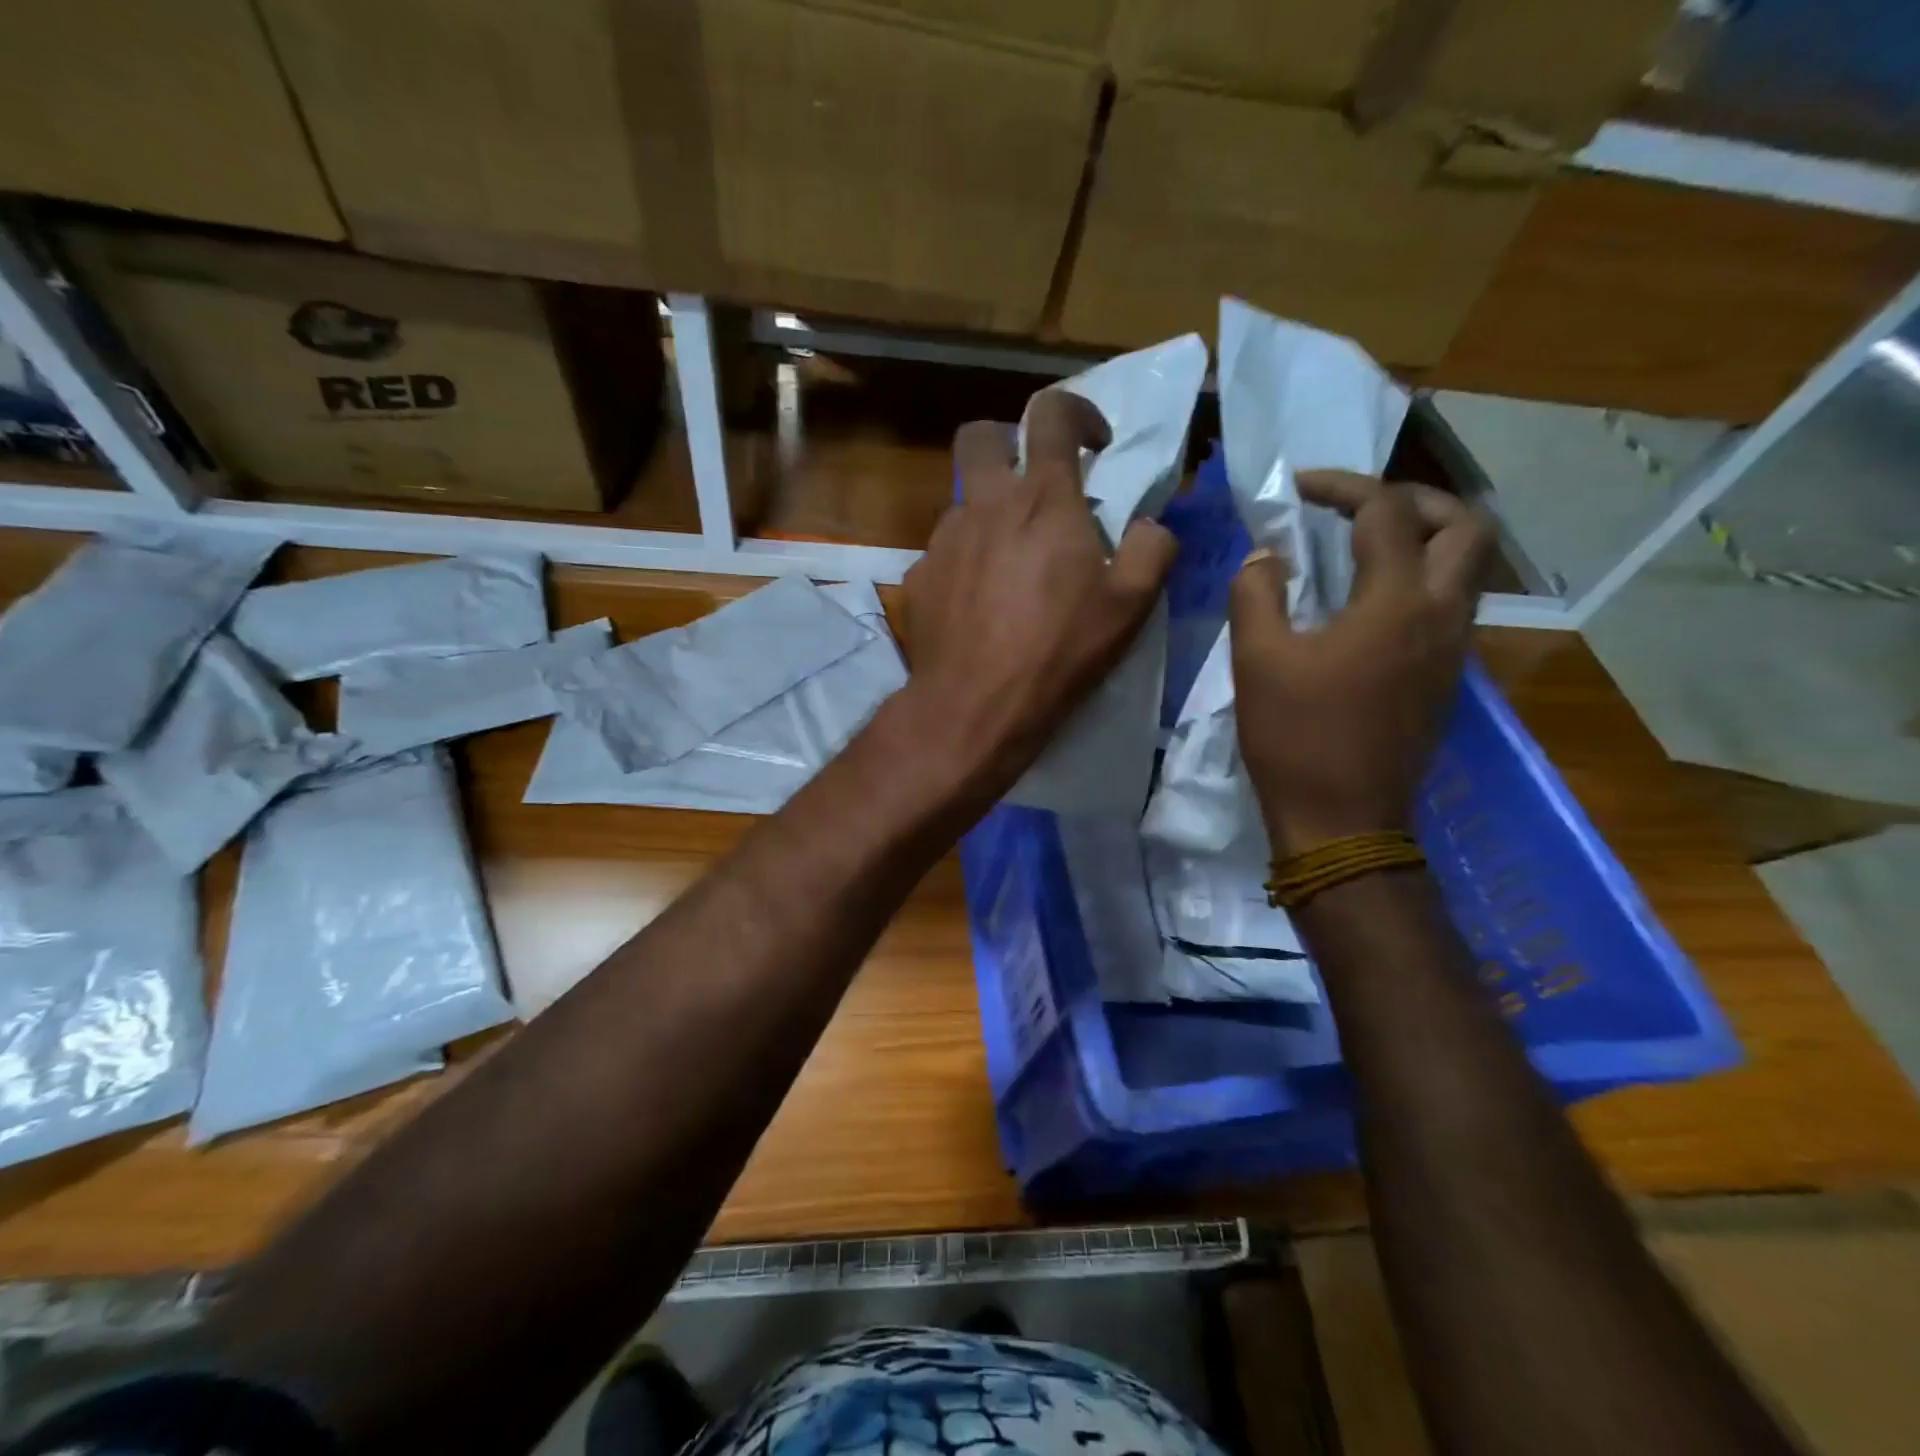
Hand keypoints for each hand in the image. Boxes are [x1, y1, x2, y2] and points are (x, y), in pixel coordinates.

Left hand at [901, 390, 1176, 796]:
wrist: (975, 706)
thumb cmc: (1059, 651)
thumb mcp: (1130, 605)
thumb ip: (1152, 549)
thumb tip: (1149, 527)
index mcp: (1041, 499)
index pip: (1051, 414)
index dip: (1076, 412)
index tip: (1093, 443)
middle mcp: (984, 505)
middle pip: (979, 436)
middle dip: (1006, 442)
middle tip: (1033, 484)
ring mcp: (944, 539)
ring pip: (963, 503)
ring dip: (990, 516)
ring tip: (1012, 568)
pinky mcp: (919, 576)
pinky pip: (946, 552)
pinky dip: (967, 562)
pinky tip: (980, 605)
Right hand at [1230, 470, 1493, 854]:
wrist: (1343, 820)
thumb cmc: (1296, 738)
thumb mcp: (1257, 660)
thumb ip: (1257, 594)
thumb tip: (1267, 557)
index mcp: (1396, 603)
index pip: (1386, 512)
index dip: (1342, 486)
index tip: (1299, 488)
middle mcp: (1441, 615)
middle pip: (1464, 526)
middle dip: (1414, 501)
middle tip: (1357, 509)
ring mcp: (1452, 649)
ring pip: (1467, 566)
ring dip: (1424, 539)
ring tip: (1362, 548)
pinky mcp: (1446, 677)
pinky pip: (1450, 603)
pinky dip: (1419, 579)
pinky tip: (1368, 603)